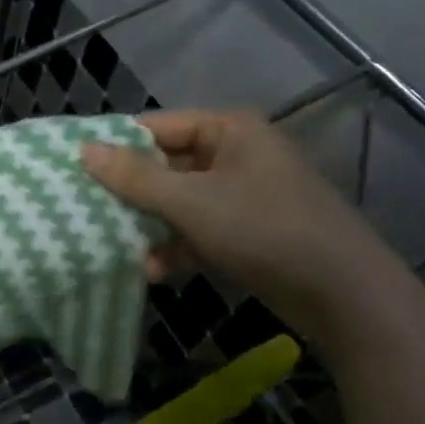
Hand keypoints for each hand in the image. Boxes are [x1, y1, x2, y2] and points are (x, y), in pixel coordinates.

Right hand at [83, 110, 401, 337]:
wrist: (348, 297)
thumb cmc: (265, 229)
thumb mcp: (191, 202)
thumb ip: (134, 177)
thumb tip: (82, 149)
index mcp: (228, 130)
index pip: (157, 126)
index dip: (117, 146)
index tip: (76, 168)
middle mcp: (236, 154)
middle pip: (166, 165)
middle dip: (131, 192)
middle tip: (86, 208)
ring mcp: (244, 195)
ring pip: (179, 201)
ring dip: (150, 224)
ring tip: (115, 243)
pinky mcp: (249, 232)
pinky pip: (199, 230)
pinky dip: (177, 246)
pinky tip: (153, 270)